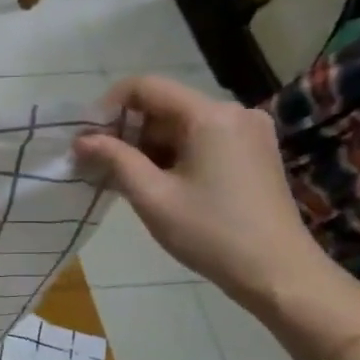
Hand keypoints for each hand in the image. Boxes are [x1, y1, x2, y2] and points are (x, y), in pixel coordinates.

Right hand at [74, 75, 331, 312]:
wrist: (278, 272)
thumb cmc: (210, 232)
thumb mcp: (152, 196)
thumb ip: (114, 159)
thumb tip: (81, 140)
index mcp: (209, 115)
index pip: (146, 87)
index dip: (108, 106)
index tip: (86, 138)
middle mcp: (233, 112)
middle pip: (164, 105)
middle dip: (127, 131)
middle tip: (99, 164)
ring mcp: (248, 131)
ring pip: (181, 124)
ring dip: (148, 146)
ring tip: (123, 180)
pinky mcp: (254, 152)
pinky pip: (201, 139)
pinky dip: (173, 154)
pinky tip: (157, 183)